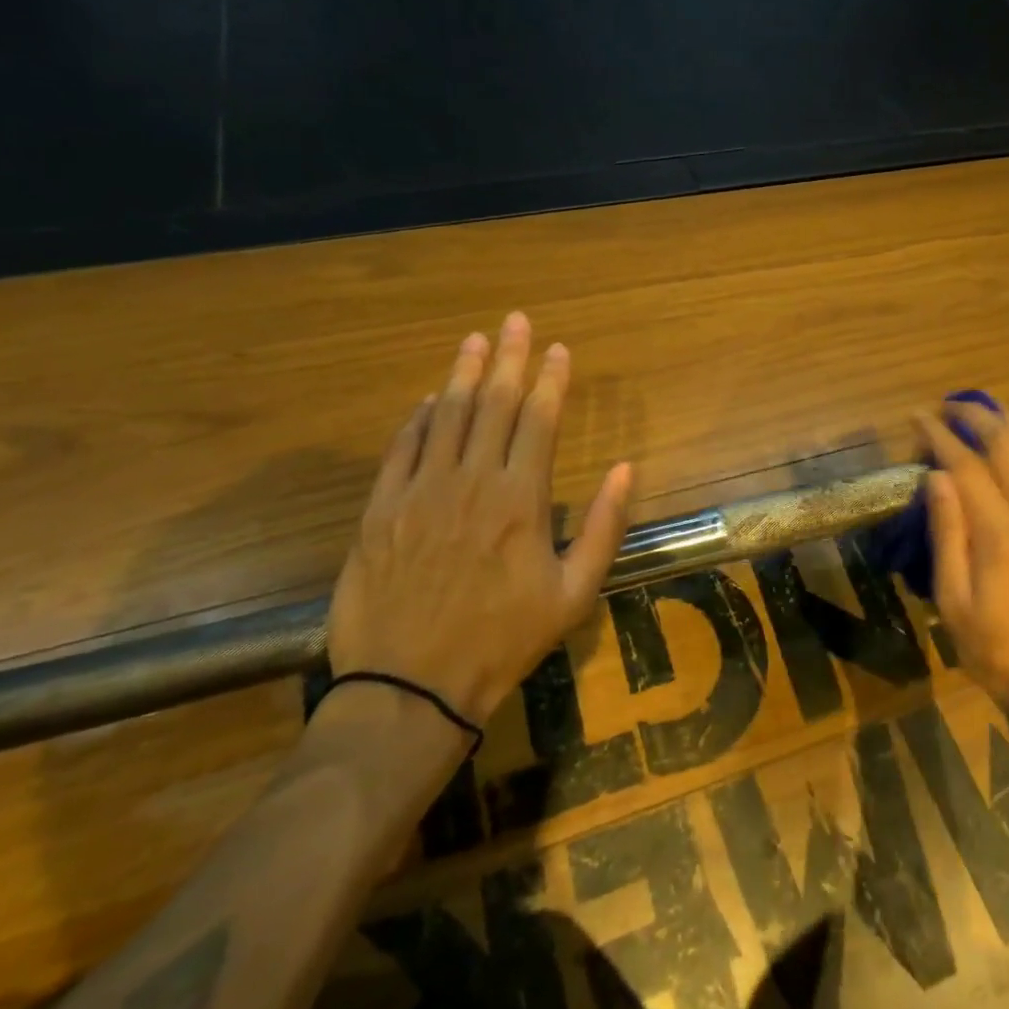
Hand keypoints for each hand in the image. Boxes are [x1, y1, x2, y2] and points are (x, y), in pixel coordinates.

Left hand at [326, 312, 633, 732]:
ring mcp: (420, 492)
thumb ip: (603, 526)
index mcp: (521, 500)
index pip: (540, 420)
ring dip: (462, 373)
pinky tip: (430, 401)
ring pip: (446, 416)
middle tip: (515, 320)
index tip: (558, 348)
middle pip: (492, 404)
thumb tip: (628, 468)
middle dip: (508, 358)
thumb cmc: (502, 641)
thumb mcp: (574, 594)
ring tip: (475, 340)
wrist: (409, 687)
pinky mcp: (381, 509)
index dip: (551, 380)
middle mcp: (471, 482)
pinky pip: (402, 448)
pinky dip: (418, 419)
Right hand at [916, 399, 1008, 738]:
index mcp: (999, 535)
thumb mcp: (953, 601)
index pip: (966, 467)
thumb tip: (935, 477)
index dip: (940, 436)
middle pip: (1006, 448)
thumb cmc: (994, 650)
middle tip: (948, 406)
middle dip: (976, 418)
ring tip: (985, 406)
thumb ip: (947, 535)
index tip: (918, 416)